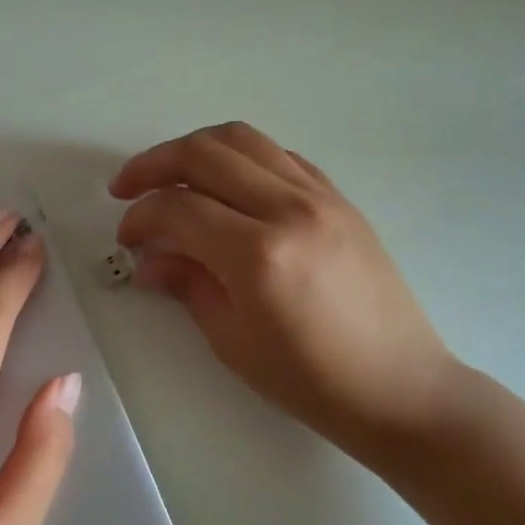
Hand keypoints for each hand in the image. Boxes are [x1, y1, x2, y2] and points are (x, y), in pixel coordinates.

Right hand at [111, 122, 456, 460]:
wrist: (398, 385)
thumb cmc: (311, 380)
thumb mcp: (234, 342)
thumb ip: (187, 286)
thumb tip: (148, 259)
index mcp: (258, 253)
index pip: (179, 209)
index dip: (140, 218)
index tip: (126, 238)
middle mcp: (289, 208)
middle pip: (205, 153)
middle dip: (154, 164)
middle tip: (127, 188)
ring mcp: (321, 196)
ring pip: (244, 139)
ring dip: (196, 148)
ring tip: (171, 175)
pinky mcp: (340, 198)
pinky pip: (280, 156)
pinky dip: (243, 158)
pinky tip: (228, 186)